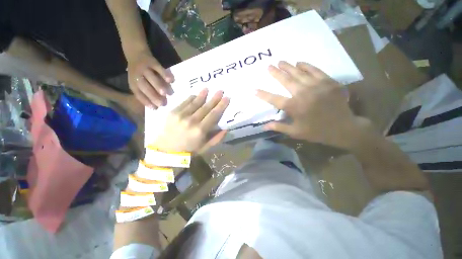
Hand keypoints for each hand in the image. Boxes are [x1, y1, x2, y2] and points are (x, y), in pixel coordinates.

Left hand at [127, 50, 173, 108]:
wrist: (135, 53)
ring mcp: (144, 68)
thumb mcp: (138, 82)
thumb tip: (157, 104)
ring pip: (150, 77)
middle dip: (153, 96)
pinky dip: (164, 74)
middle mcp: (137, 76)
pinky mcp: (151, 61)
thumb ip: (147, 92)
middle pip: (144, 87)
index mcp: (133, 83)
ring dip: (158, 86)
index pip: (139, 94)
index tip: (155, 108)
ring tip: (167, 94)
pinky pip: (158, 68)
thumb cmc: (140, 73)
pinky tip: (171, 80)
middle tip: (163, 103)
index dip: (146, 101)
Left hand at [152, 89, 229, 152]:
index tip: (227, 98)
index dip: (221, 106)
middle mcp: (191, 121)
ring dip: (202, 95)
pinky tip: (195, 95)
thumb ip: (217, 138)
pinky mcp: (172, 113)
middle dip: (214, 98)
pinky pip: (184, 103)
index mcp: (200, 130)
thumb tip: (226, 128)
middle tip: (220, 91)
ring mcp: (180, 115)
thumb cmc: (188, 151)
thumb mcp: (205, 148)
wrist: (166, 151)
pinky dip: (190, 98)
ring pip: (195, 103)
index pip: (214, 115)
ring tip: (207, 88)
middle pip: (205, 107)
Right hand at [256, 61, 367, 148]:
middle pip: (286, 80)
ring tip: (280, 61)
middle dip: (275, 73)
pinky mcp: (328, 82)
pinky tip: (299, 62)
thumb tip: (264, 126)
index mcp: (294, 107)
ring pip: (299, 73)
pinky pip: (315, 70)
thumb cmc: (316, 131)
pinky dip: (306, 66)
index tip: (254, 90)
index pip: (274, 99)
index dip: (263, 94)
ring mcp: (316, 86)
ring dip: (288, 66)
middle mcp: (303, 94)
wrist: (344, 128)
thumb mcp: (295, 132)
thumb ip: (279, 127)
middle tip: (269, 66)